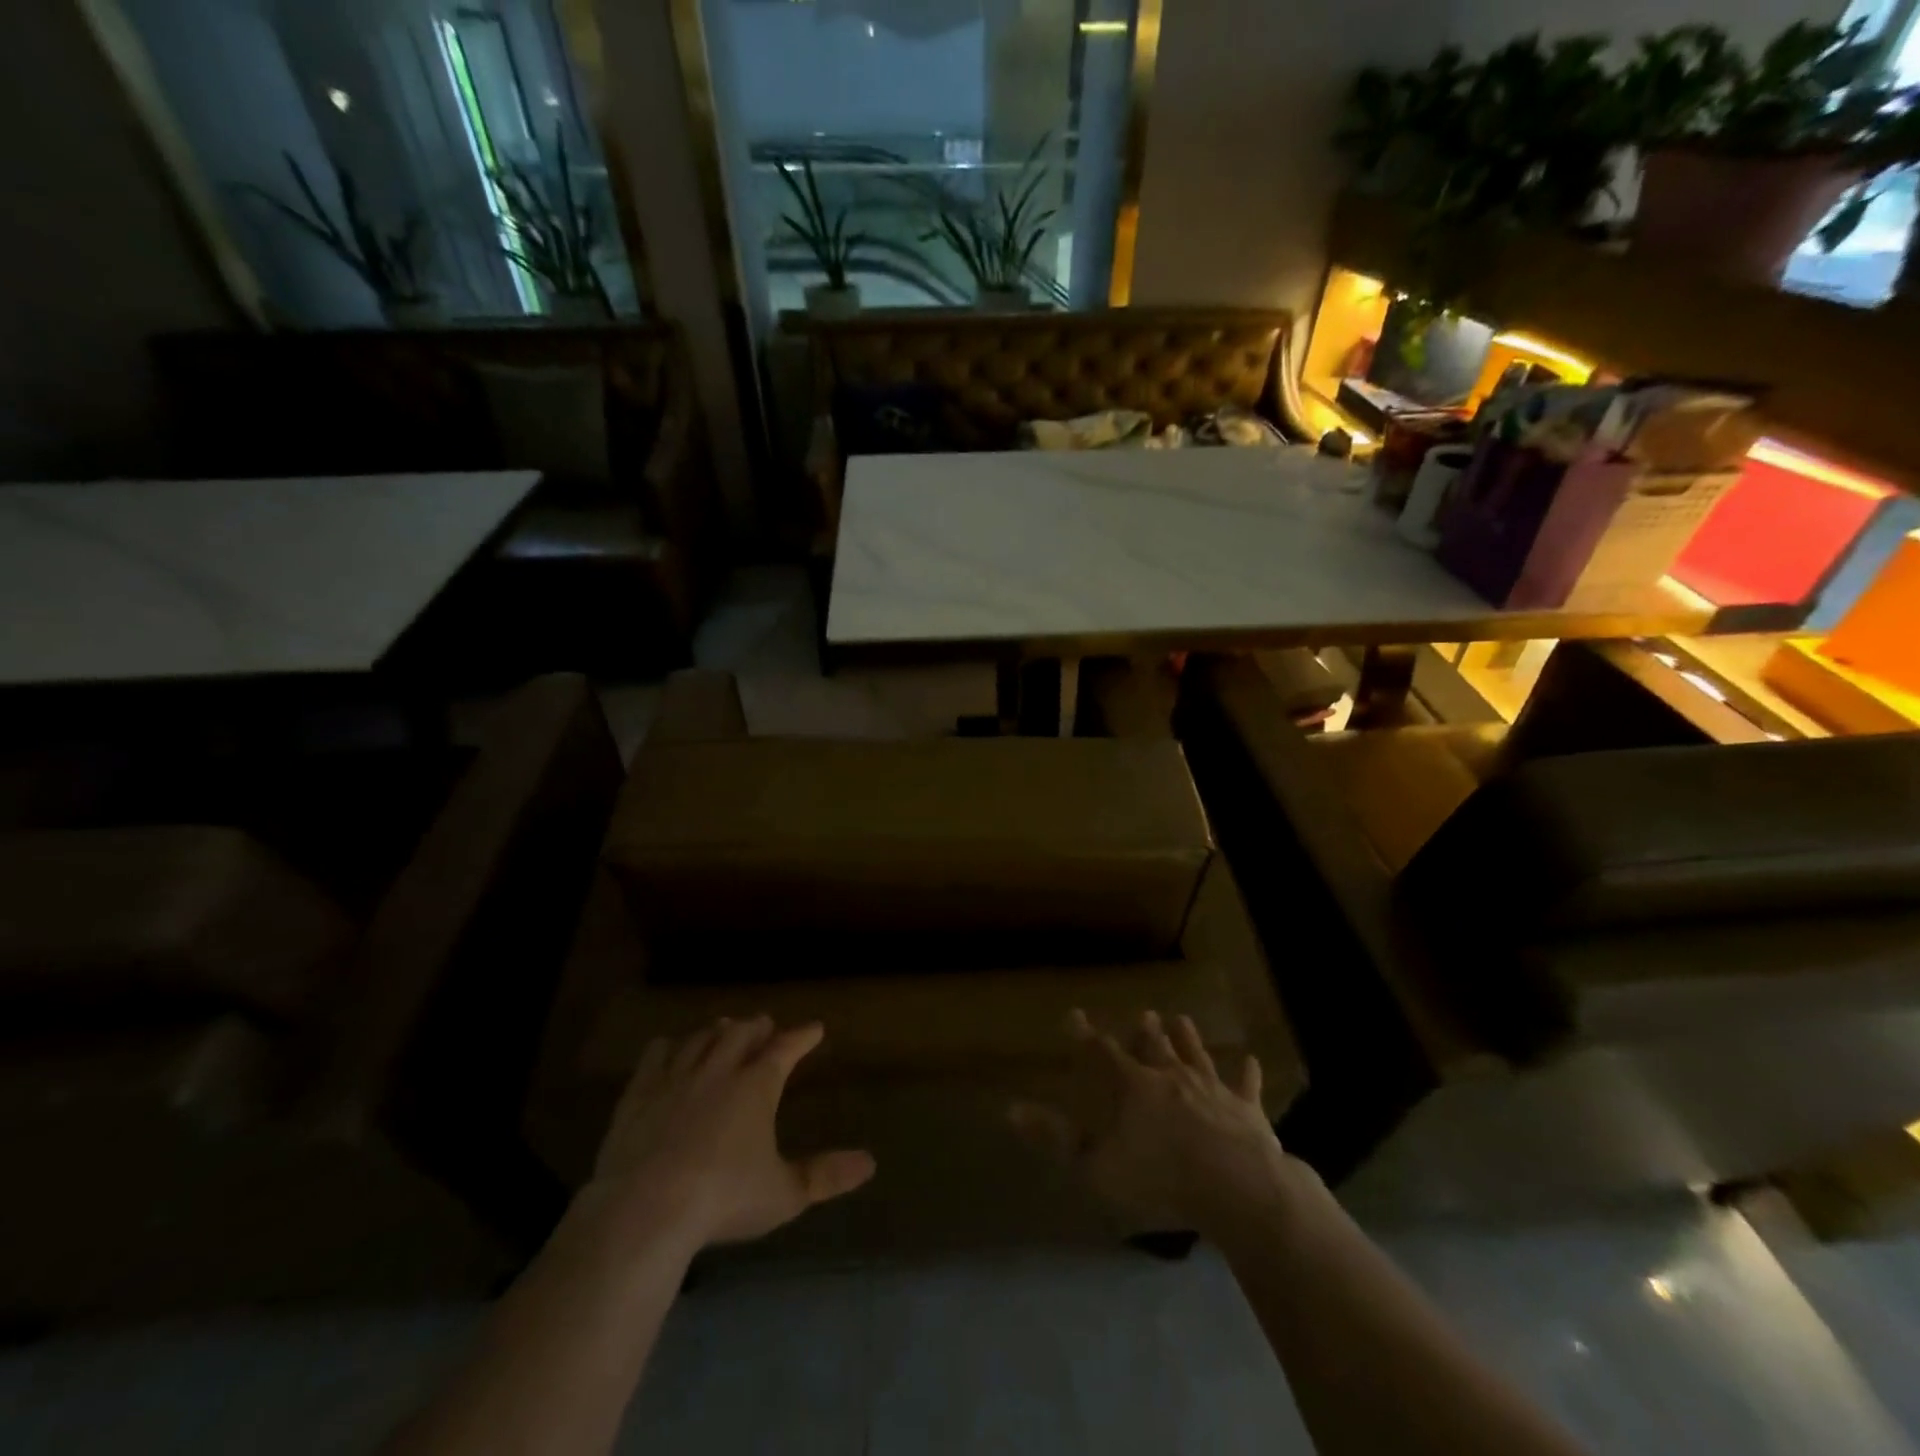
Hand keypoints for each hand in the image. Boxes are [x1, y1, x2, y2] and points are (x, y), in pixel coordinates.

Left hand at [586, 1017, 874, 1252]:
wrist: (645, 1209)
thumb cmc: (723, 1199)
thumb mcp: (784, 1194)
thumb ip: (825, 1175)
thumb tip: (870, 1163)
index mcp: (757, 1085)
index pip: (786, 1048)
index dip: (802, 1036)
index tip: (814, 1028)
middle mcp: (719, 1069)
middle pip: (742, 1033)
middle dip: (757, 1027)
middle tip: (765, 1024)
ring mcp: (676, 1077)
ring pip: (701, 1038)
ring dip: (717, 1031)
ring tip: (724, 1028)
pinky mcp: (639, 1094)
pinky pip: (656, 1055)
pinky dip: (669, 1046)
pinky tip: (670, 1048)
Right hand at [1011, 1009, 1301, 1238]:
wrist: (1237, 1188)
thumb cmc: (1160, 1179)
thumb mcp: (1095, 1167)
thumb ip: (1054, 1138)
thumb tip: (1010, 1109)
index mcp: (1133, 1087)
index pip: (1102, 1052)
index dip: (1085, 1035)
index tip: (1073, 1014)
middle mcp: (1171, 1077)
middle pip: (1154, 1047)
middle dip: (1145, 1031)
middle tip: (1143, 1014)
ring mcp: (1211, 1090)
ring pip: (1196, 1056)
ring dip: (1188, 1039)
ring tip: (1182, 1018)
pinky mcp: (1246, 1110)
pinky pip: (1245, 1086)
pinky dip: (1246, 1073)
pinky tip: (1250, 1059)